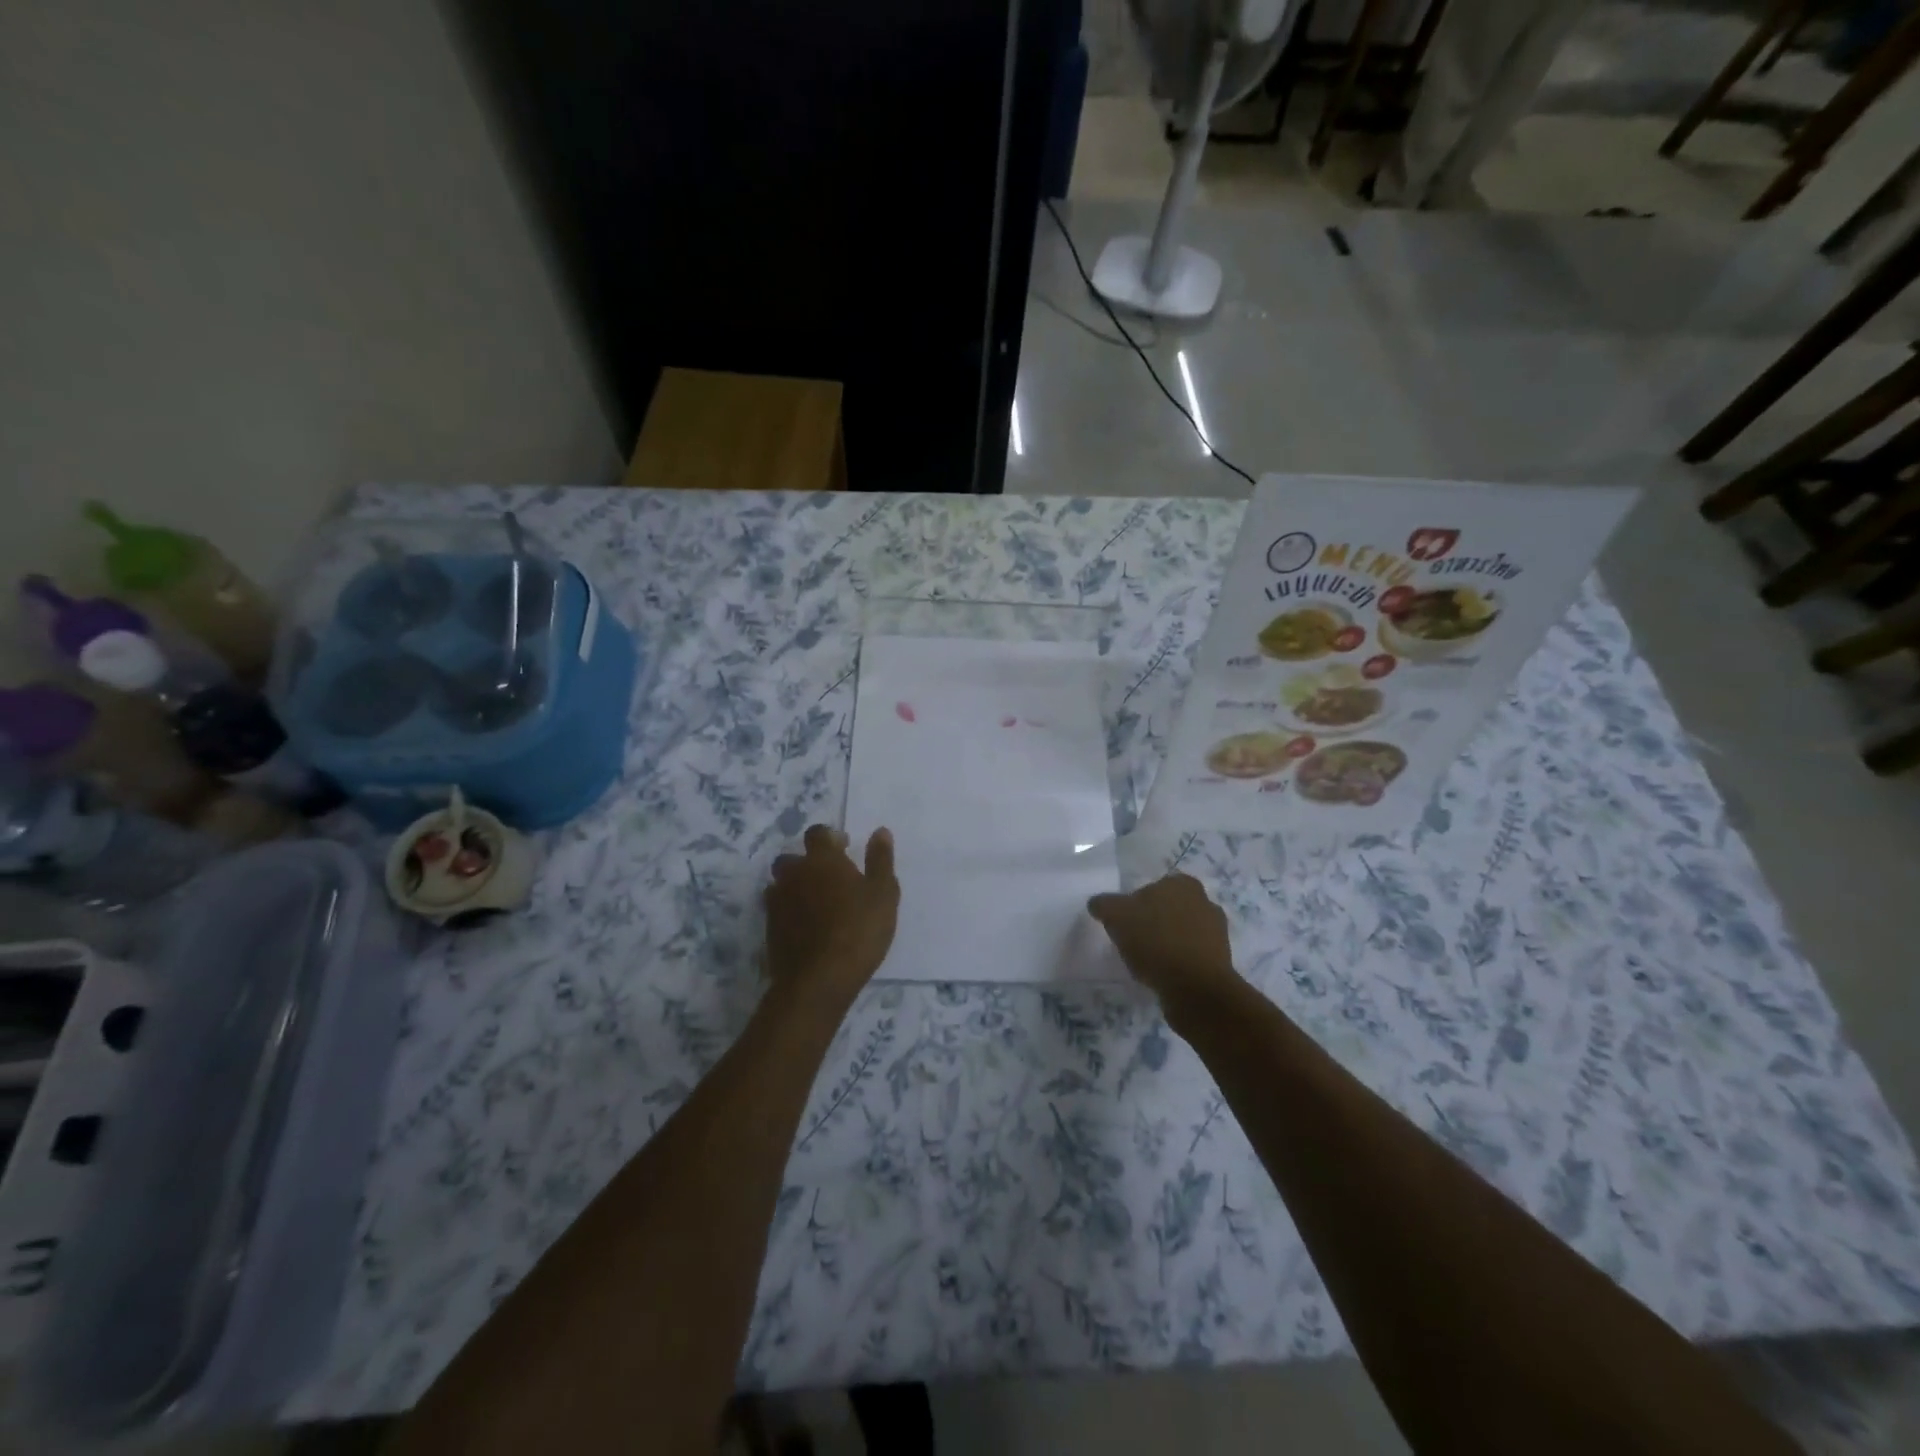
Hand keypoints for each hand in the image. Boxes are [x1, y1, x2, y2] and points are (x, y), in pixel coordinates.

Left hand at [765, 825, 899, 1004]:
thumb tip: (880, 831)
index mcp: (822, 860)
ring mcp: (777, 902)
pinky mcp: (769, 929)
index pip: (818, 833)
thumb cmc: (859, 930)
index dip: (829, 837)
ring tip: (817, 903)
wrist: (819, 979)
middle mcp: (794, 874)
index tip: (844, 848)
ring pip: (781, 884)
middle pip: (792, 858)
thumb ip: (880, 860)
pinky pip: (777, 909)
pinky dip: (789, 911)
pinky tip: (806, 926)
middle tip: (830, 878)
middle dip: (807, 863)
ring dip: (795, 887)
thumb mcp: (883, 893)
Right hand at [1088, 874, 1239, 1006]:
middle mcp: (1205, 901)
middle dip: (1152, 923)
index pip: (1151, 888)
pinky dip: (1177, 962)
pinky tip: (1163, 975)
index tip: (1124, 925)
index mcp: (1182, 884)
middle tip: (1133, 942)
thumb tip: (1098, 903)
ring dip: (1166, 944)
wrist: (1195, 988)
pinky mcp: (1221, 960)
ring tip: (1147, 963)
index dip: (1134, 906)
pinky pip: (1190, 956)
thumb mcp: (1116, 916)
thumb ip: (1104, 904)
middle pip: (1167, 910)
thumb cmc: (1155, 942)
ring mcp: (1217, 932)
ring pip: (1180, 933)